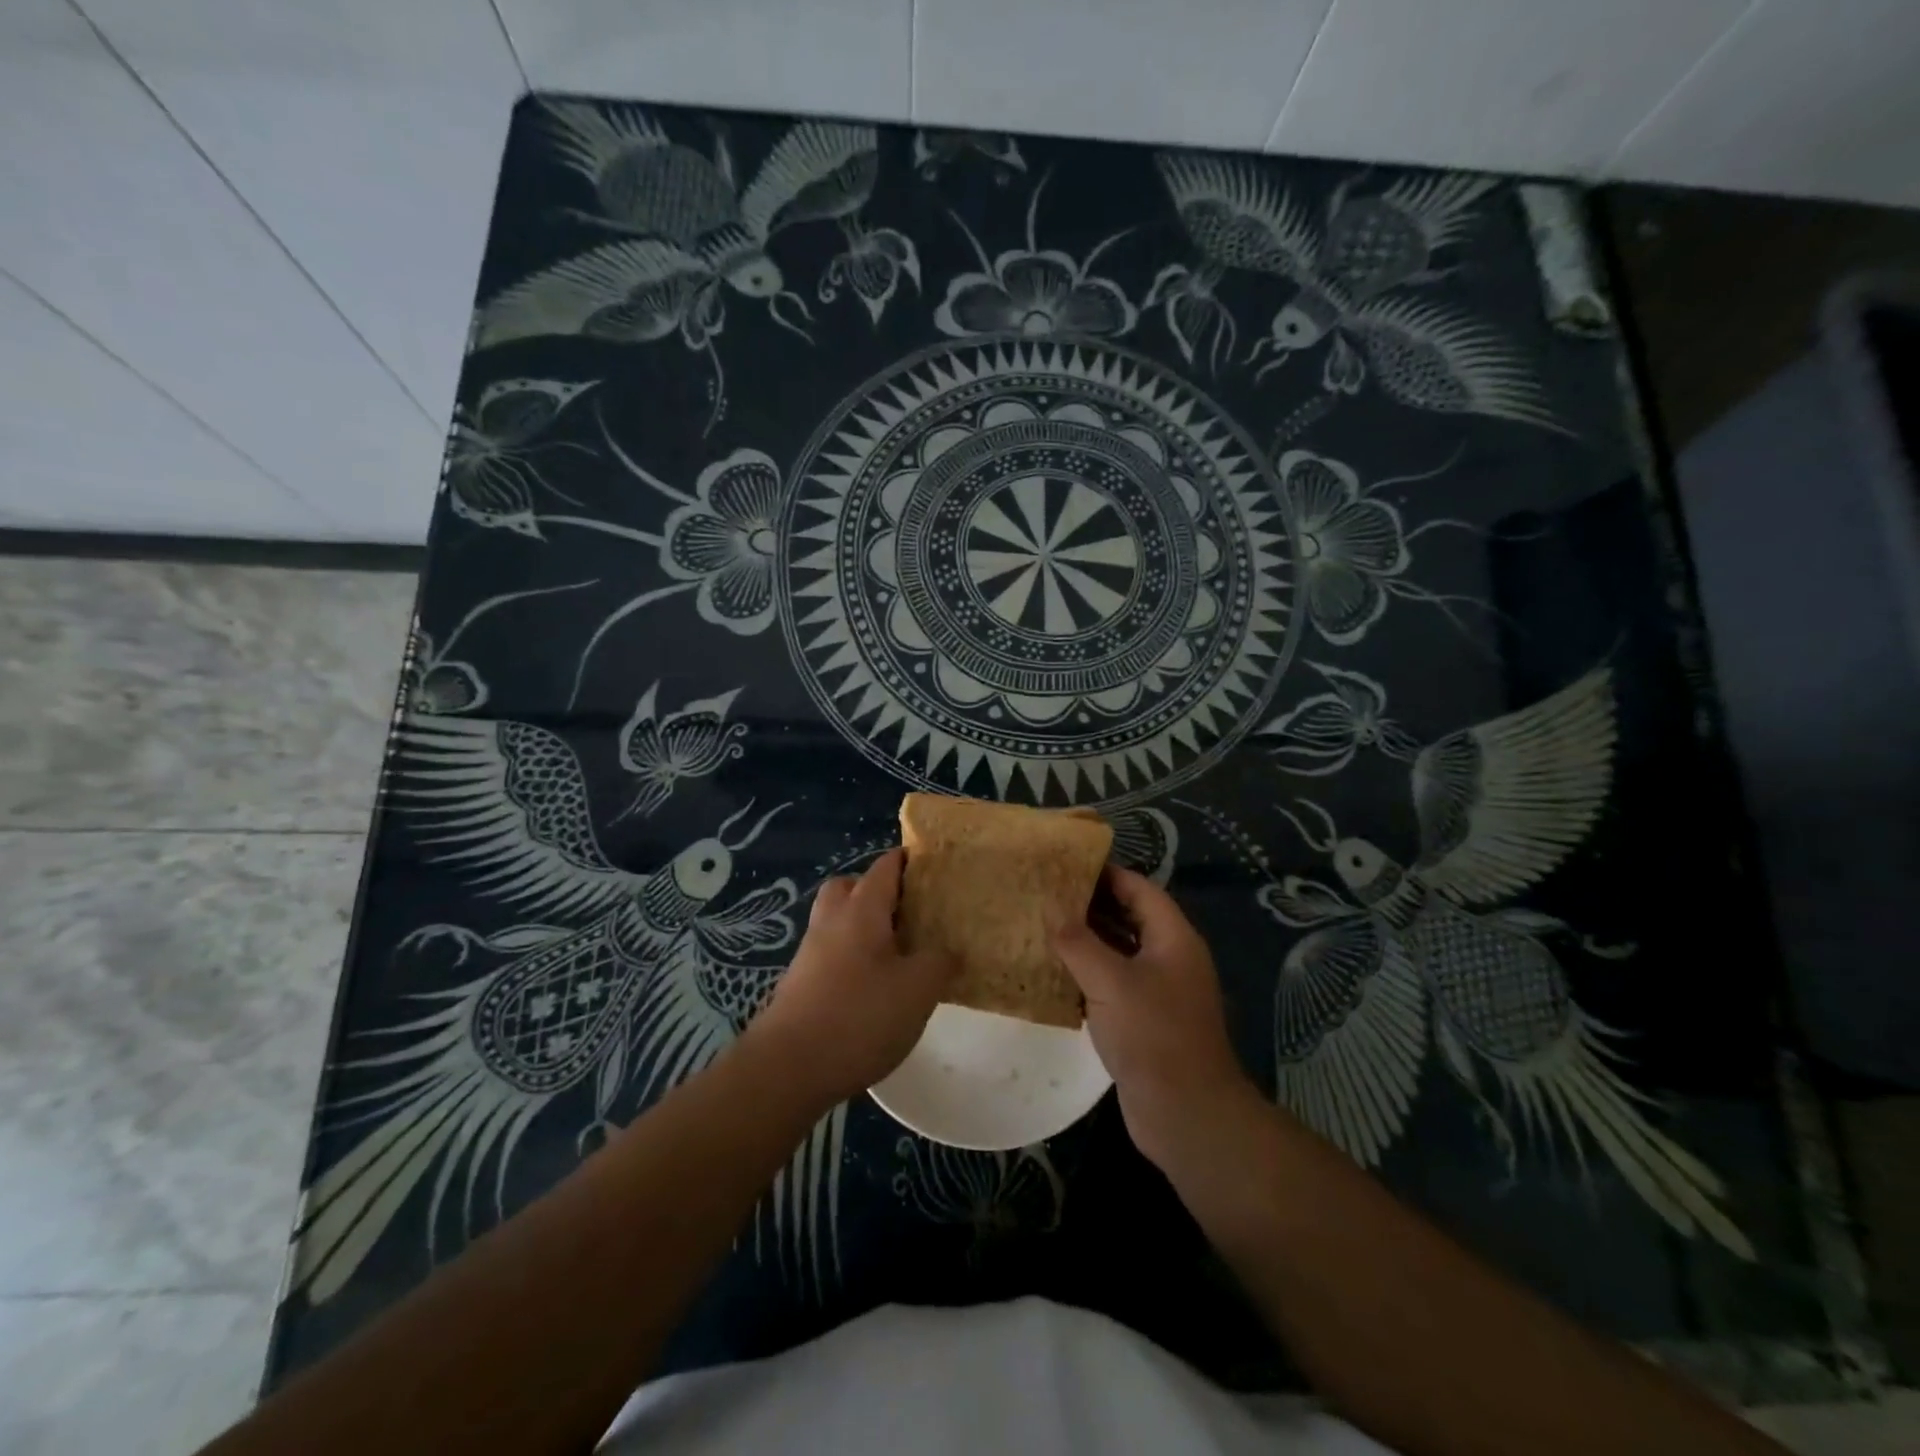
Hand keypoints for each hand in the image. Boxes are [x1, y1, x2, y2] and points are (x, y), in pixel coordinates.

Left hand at [745, 849, 956, 1108]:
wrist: (788, 1067)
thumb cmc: (860, 1016)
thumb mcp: (918, 988)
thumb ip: (939, 961)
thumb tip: (946, 951)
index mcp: (861, 909)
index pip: (885, 867)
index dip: (908, 861)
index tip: (932, 868)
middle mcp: (831, 921)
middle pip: (849, 887)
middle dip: (876, 891)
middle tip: (907, 913)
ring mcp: (810, 954)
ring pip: (837, 922)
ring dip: (862, 929)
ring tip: (897, 955)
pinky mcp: (800, 985)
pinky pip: (830, 955)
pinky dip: (851, 960)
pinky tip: (873, 990)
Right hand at [1054, 868, 1256, 1169]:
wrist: (1186, 1113)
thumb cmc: (1153, 1035)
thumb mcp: (1110, 982)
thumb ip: (1078, 942)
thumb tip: (1050, 907)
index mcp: (1173, 938)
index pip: (1138, 888)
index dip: (1105, 873)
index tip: (1064, 863)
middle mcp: (1169, 957)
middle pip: (1129, 916)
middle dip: (1090, 905)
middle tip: (1045, 892)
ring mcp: (1158, 990)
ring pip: (1119, 951)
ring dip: (1086, 940)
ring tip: (1042, 924)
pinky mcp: (1144, 1019)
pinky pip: (1113, 983)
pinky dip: (1087, 973)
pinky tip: (1053, 971)